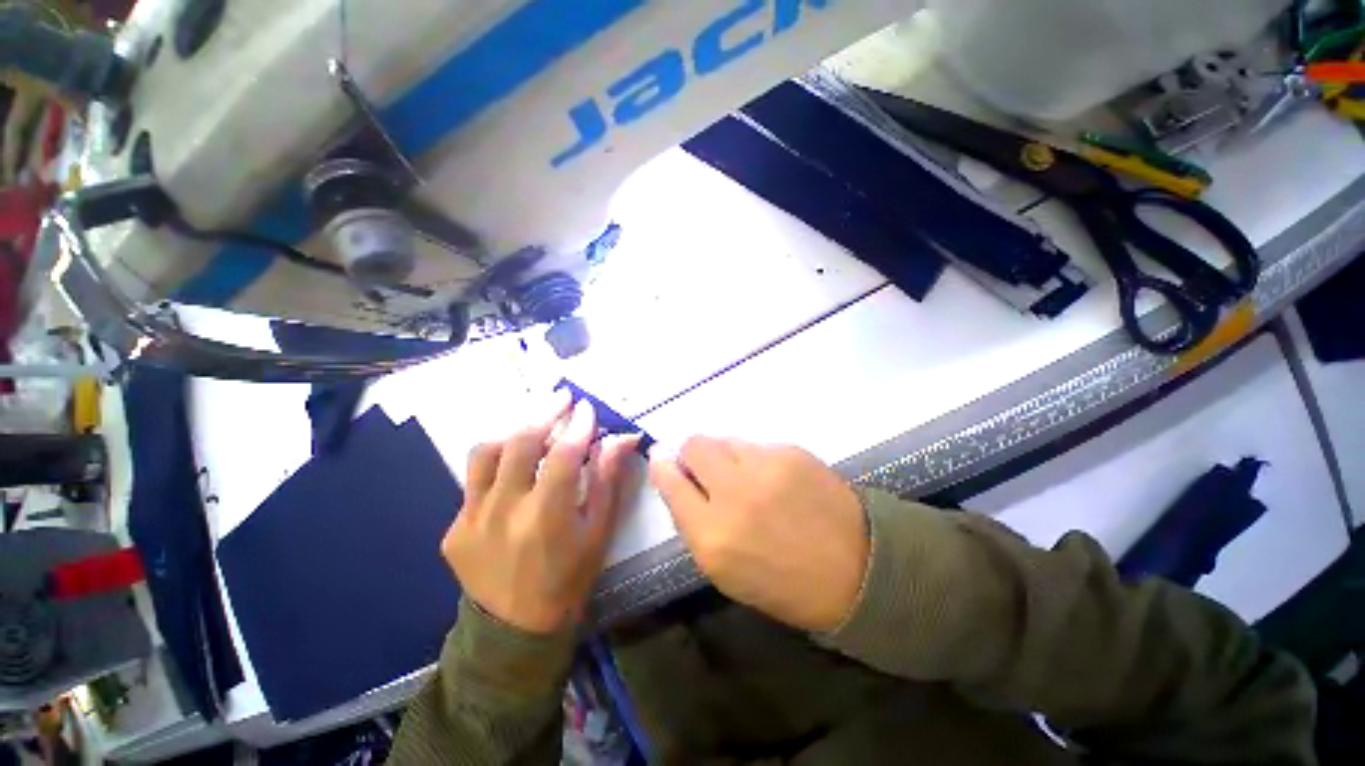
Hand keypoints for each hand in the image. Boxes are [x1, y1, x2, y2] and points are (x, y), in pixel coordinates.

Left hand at [442, 393, 638, 633]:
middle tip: (561, 398)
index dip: (578, 426)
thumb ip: (608, 480)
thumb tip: (622, 438)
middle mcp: (503, 513)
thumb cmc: (570, 578)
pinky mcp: (452, 530)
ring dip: (513, 432)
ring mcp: (470, 521)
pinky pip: (473, 482)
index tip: (588, 408)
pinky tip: (514, 472)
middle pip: (520, 443)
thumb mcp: (599, 531)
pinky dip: (497, 465)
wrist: (515, 630)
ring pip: (485, 453)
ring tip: (533, 427)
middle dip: (545, 412)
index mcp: (546, 517)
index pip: (563, 454)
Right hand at [649, 437, 868, 632]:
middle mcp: (734, 494)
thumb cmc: (783, 582)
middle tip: (708, 471)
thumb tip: (675, 477)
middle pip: (694, 445)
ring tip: (748, 479)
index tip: (663, 461)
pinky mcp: (791, 451)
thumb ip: (693, 522)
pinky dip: (755, 459)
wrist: (857, 570)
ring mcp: (765, 467)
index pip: (670, 481)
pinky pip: (756, 444)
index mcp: (712, 536)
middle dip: (693, 455)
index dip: (663, 467)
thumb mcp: (724, 570)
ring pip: (725, 439)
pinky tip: (775, 480)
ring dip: (726, 456)